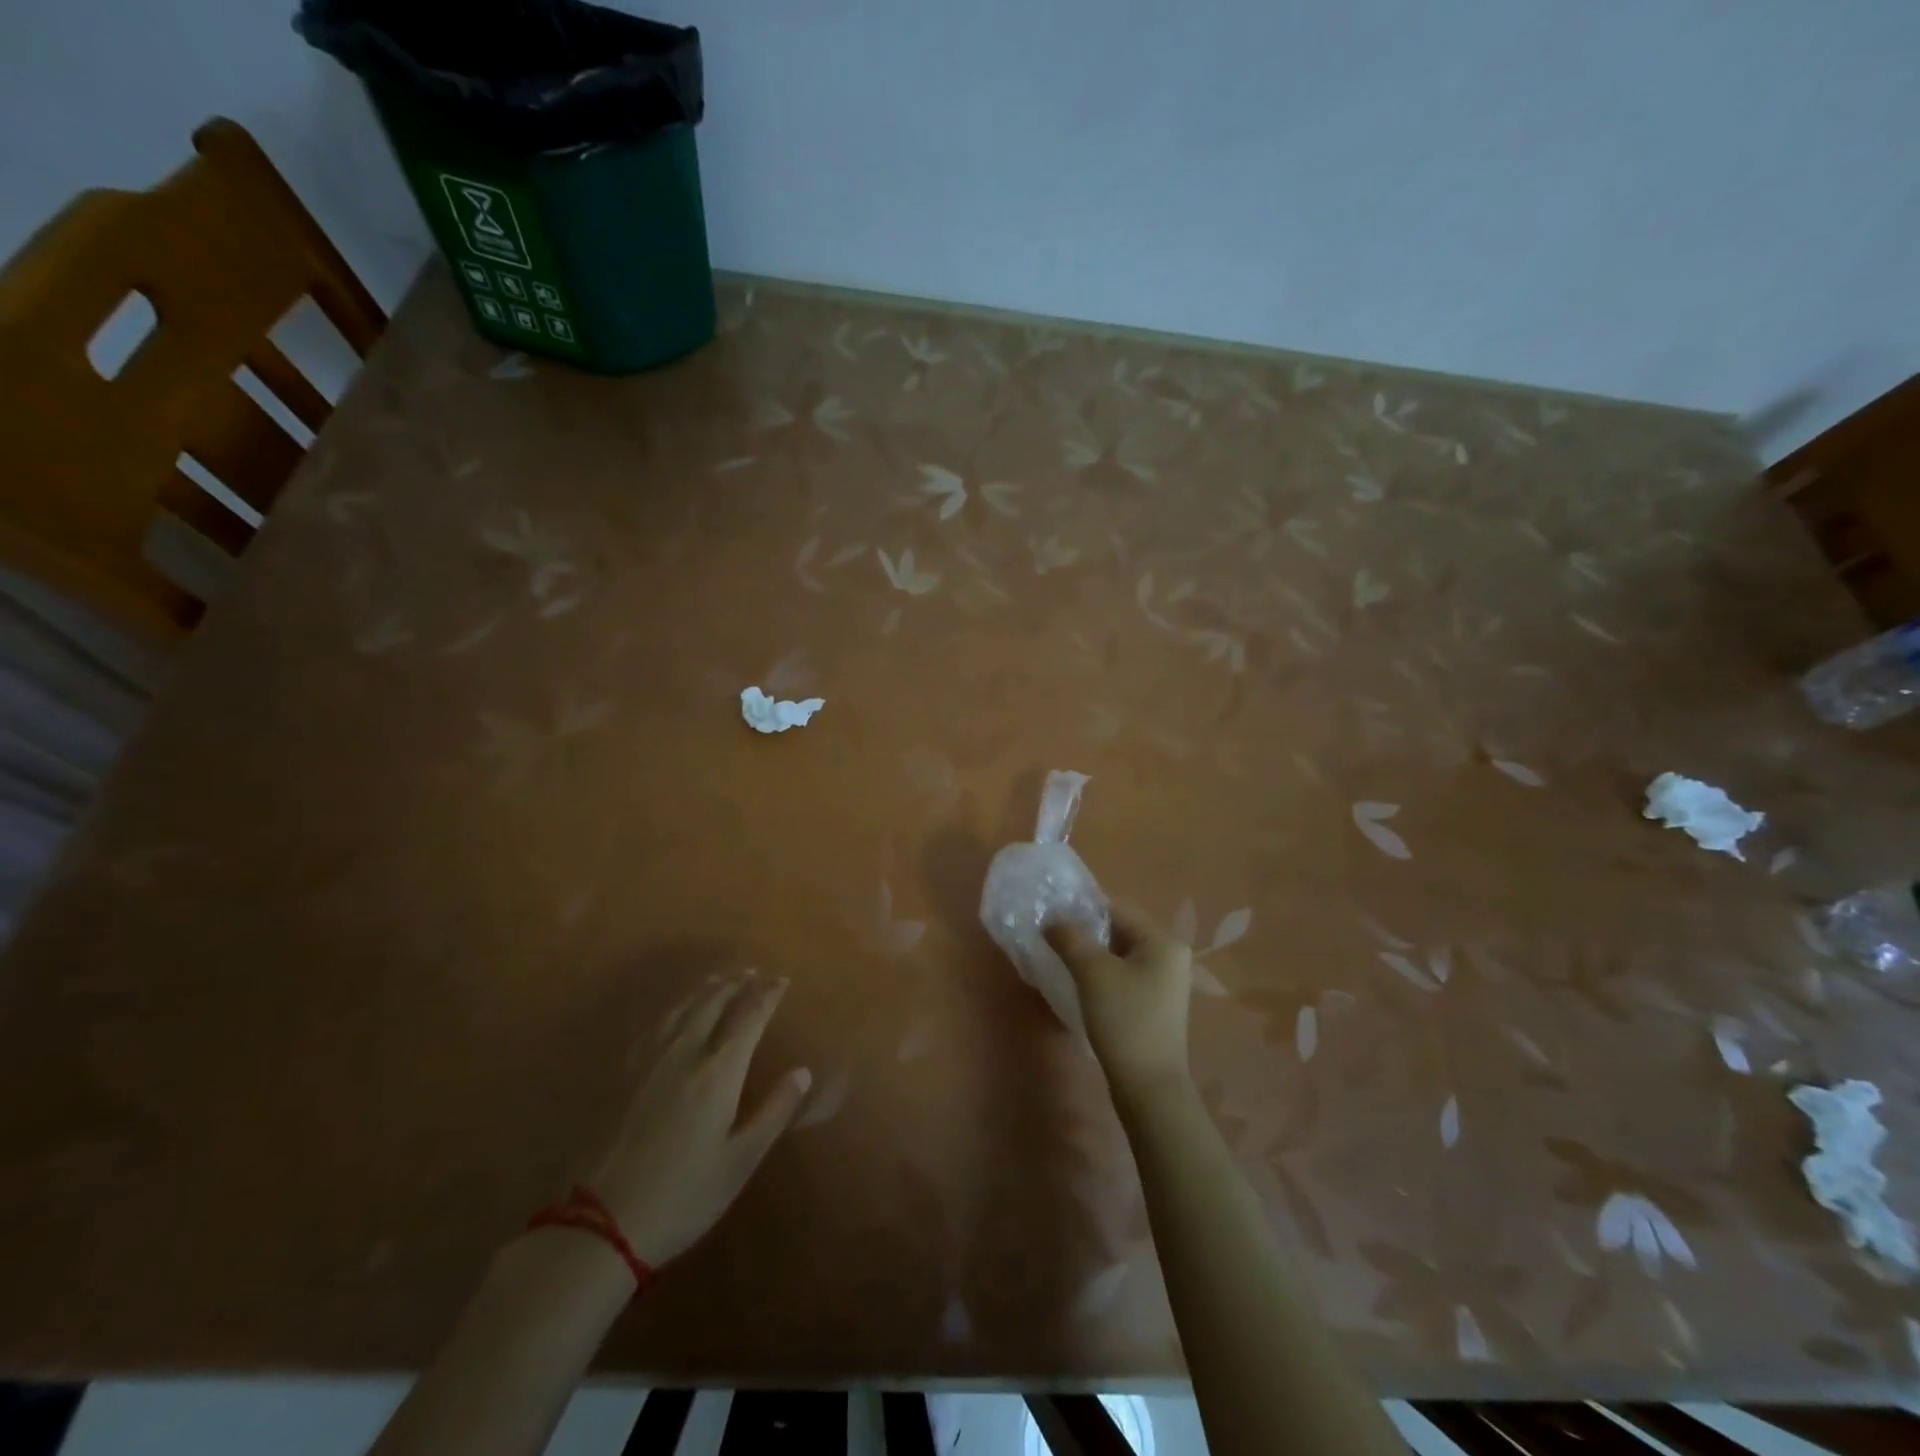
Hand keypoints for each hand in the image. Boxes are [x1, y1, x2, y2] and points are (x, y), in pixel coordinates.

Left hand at [586, 971, 811, 1266]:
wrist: (606, 1221)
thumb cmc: (686, 1194)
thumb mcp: (741, 1159)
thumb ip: (774, 1110)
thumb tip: (803, 1071)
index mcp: (719, 1071)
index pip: (749, 1017)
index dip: (767, 995)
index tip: (782, 980)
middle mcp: (686, 1053)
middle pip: (714, 1003)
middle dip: (737, 983)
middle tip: (754, 972)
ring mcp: (652, 1061)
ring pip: (683, 1008)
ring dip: (706, 988)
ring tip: (720, 978)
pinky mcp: (627, 1075)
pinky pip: (656, 1025)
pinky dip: (675, 1006)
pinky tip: (675, 1010)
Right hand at [1046, 905, 1192, 1107]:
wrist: (1148, 1086)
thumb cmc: (1124, 1019)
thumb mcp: (1092, 972)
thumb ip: (1069, 938)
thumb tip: (1052, 920)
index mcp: (1162, 940)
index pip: (1117, 908)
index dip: (1082, 908)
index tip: (1051, 917)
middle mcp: (1170, 955)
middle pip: (1119, 930)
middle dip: (1085, 932)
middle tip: (1052, 938)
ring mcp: (1164, 982)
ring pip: (1119, 955)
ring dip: (1091, 955)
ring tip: (1060, 959)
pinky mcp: (1155, 1004)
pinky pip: (1123, 976)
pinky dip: (1101, 974)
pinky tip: (1079, 984)